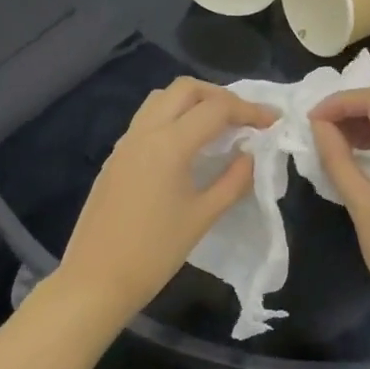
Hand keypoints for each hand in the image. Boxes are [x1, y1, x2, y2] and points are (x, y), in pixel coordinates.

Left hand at [55, 78, 277, 321]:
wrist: (96, 279)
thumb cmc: (155, 253)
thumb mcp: (203, 217)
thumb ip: (234, 181)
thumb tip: (252, 155)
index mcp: (169, 144)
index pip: (216, 109)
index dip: (250, 110)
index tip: (273, 121)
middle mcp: (144, 132)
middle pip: (185, 89)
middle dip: (220, 95)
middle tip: (244, 118)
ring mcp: (125, 143)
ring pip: (161, 99)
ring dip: (193, 102)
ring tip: (217, 127)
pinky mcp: (115, 157)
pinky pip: (146, 120)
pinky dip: (172, 118)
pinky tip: (187, 147)